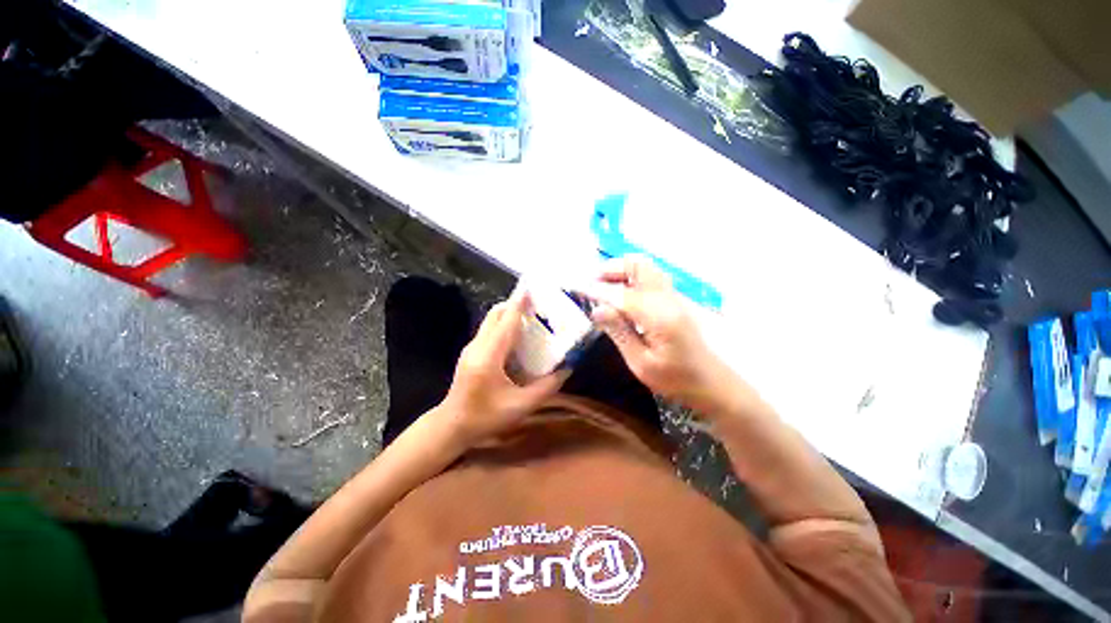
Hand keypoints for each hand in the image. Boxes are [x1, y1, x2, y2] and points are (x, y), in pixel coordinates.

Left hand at [440, 291, 569, 445]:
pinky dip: (504, 324)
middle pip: (495, 314)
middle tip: (537, 305)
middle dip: (515, 304)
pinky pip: (489, 330)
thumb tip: (567, 369)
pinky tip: (518, 335)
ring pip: (491, 320)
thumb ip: (546, 387)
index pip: (506, 322)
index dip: (519, 304)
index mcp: (489, 357)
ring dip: (509, 313)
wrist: (452, 425)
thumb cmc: (486, 417)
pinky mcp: (471, 351)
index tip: (531, 288)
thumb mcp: (521, 406)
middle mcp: (477, 346)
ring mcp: (471, 347)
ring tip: (531, 316)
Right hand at [590, 256, 734, 413]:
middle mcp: (667, 299)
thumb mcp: (641, 363)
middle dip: (612, 268)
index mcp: (659, 316)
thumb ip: (619, 333)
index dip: (597, 289)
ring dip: (622, 270)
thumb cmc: (674, 379)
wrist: (709, 382)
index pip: (621, 294)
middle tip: (591, 281)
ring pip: (646, 268)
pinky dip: (632, 277)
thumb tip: (597, 309)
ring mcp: (673, 297)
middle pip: (639, 266)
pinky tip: (620, 292)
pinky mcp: (674, 301)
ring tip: (602, 284)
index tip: (577, 287)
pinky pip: (651, 277)